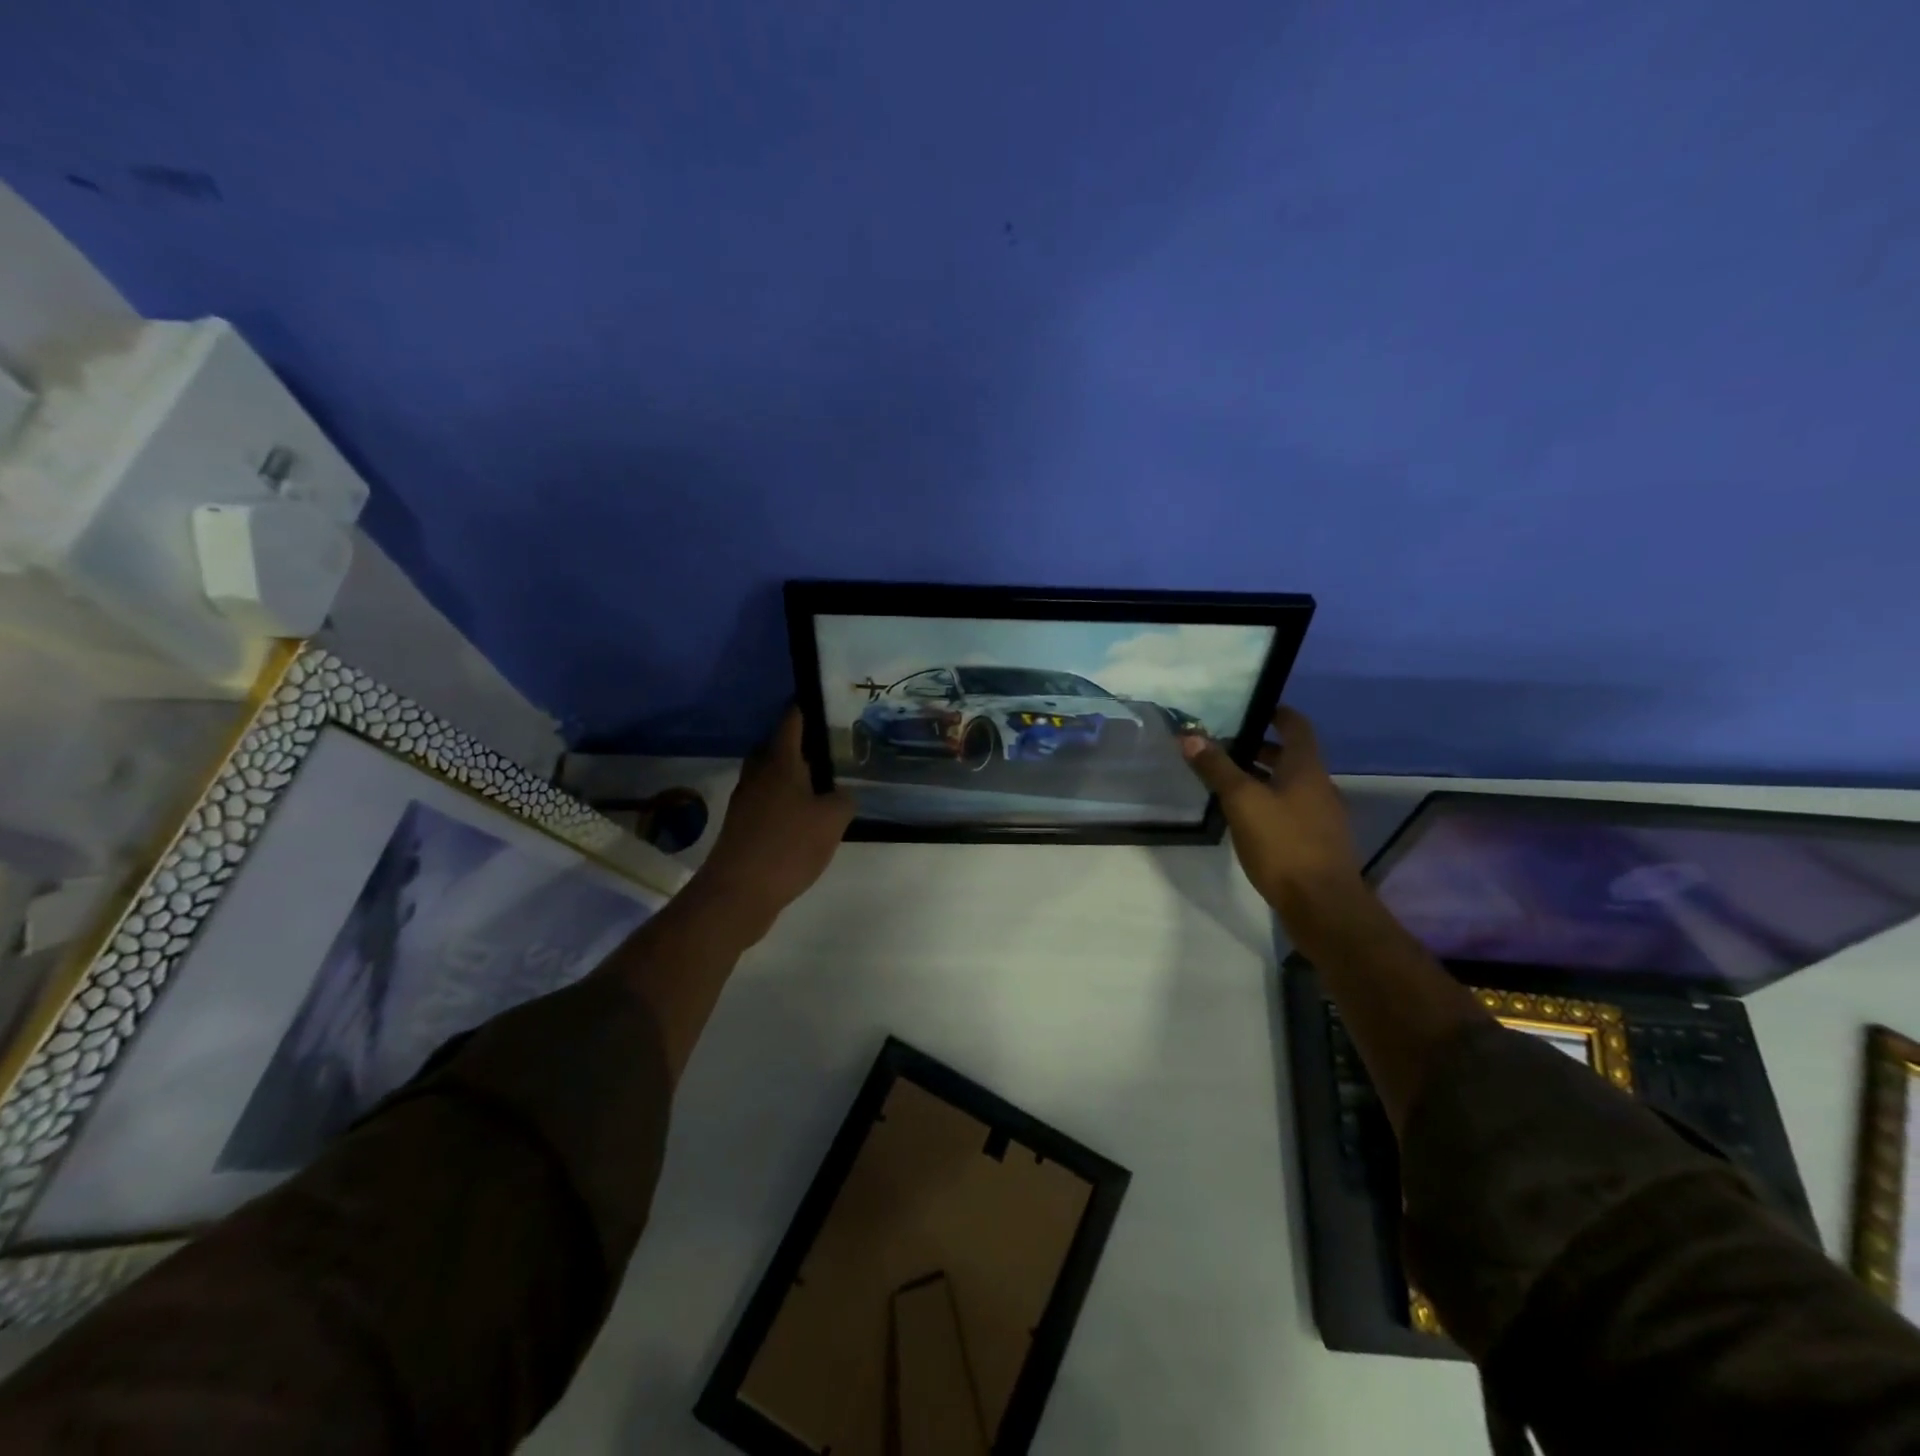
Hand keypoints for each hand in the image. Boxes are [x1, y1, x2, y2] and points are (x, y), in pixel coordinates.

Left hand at [687, 707, 854, 938]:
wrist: (739, 891)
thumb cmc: (788, 846)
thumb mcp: (832, 820)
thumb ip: (844, 800)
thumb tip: (840, 794)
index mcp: (780, 762)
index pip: (792, 721)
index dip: (806, 708)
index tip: (824, 700)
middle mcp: (758, 774)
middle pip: (777, 747)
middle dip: (800, 743)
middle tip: (830, 746)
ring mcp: (746, 799)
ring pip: (771, 775)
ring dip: (791, 774)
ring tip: (822, 782)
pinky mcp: (742, 825)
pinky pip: (767, 800)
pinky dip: (784, 800)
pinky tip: (805, 816)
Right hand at [1181, 707, 1360, 912]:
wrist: (1323, 905)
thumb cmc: (1283, 844)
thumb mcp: (1242, 801)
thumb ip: (1217, 768)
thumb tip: (1190, 735)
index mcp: (1306, 768)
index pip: (1296, 725)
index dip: (1276, 712)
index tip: (1251, 708)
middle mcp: (1319, 786)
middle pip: (1291, 756)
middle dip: (1259, 748)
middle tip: (1224, 748)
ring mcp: (1322, 816)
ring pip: (1290, 784)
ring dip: (1262, 778)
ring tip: (1228, 783)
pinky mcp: (1317, 842)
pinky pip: (1292, 809)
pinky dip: (1270, 803)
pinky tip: (1246, 819)